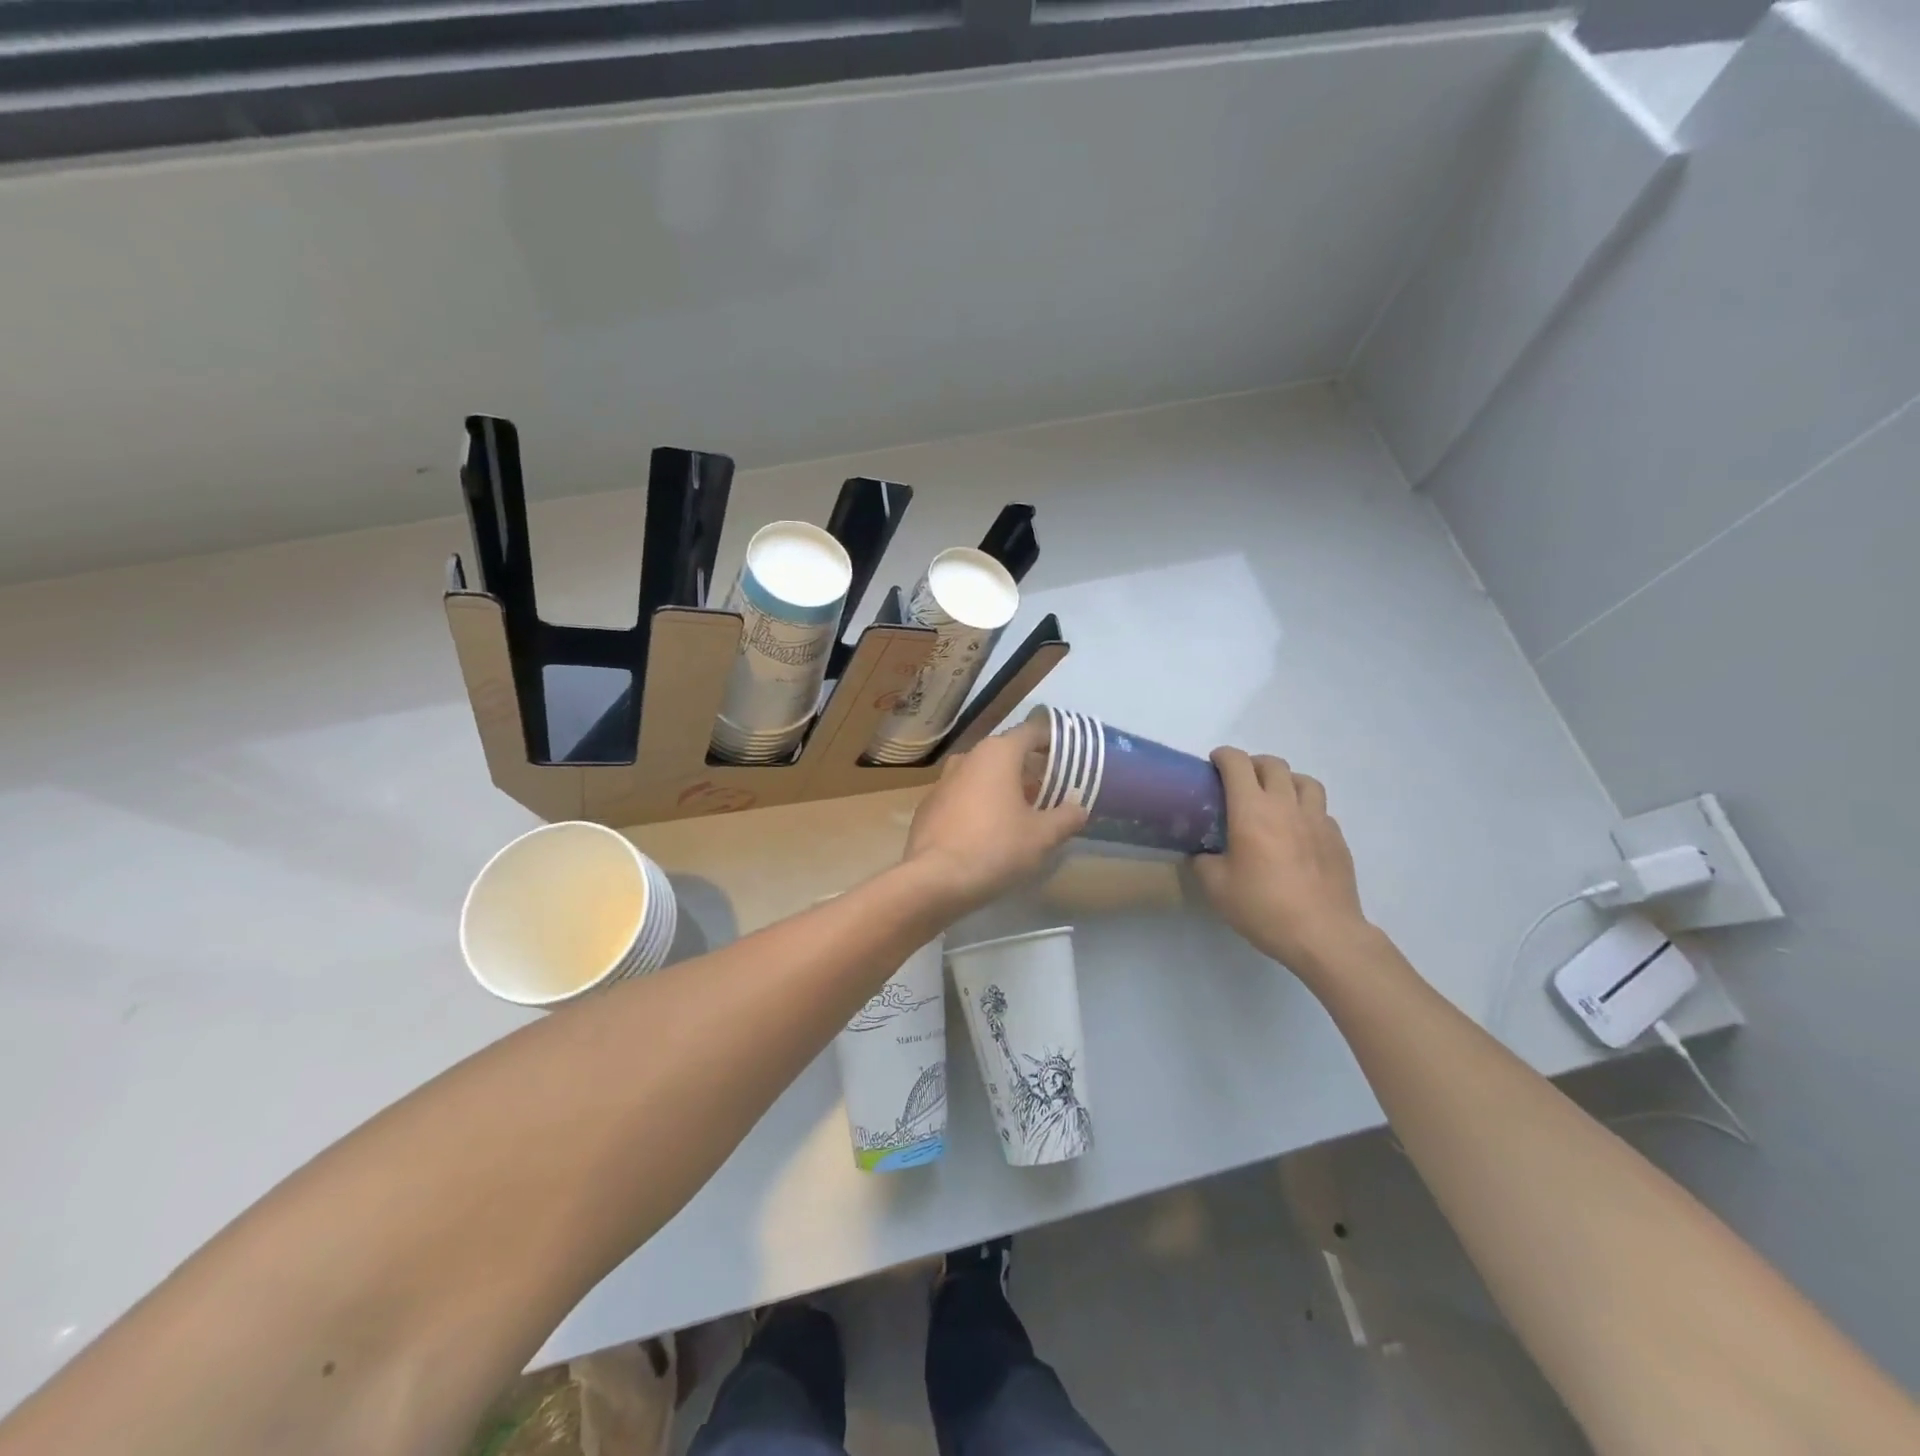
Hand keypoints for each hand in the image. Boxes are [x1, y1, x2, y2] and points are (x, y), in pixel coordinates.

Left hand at [902, 717, 1087, 913]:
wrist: (934, 879)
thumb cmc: (996, 847)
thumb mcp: (1043, 836)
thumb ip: (1066, 817)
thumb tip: (1079, 808)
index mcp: (998, 753)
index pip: (1031, 732)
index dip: (1052, 741)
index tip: (1068, 757)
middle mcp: (968, 758)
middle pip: (1006, 754)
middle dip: (1029, 770)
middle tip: (1050, 793)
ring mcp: (942, 781)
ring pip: (981, 776)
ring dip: (1002, 788)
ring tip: (1021, 814)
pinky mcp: (928, 806)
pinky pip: (962, 797)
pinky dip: (978, 805)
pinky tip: (987, 832)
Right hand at [1192, 749, 1371, 978]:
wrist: (1323, 934)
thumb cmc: (1263, 906)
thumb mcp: (1216, 887)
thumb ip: (1204, 861)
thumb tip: (1203, 853)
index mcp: (1252, 810)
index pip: (1238, 764)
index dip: (1223, 756)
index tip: (1213, 763)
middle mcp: (1286, 805)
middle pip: (1274, 765)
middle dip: (1254, 764)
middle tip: (1241, 781)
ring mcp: (1317, 820)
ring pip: (1305, 781)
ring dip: (1286, 781)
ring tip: (1275, 797)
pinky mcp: (1337, 839)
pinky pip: (1320, 810)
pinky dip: (1306, 809)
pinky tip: (1298, 831)